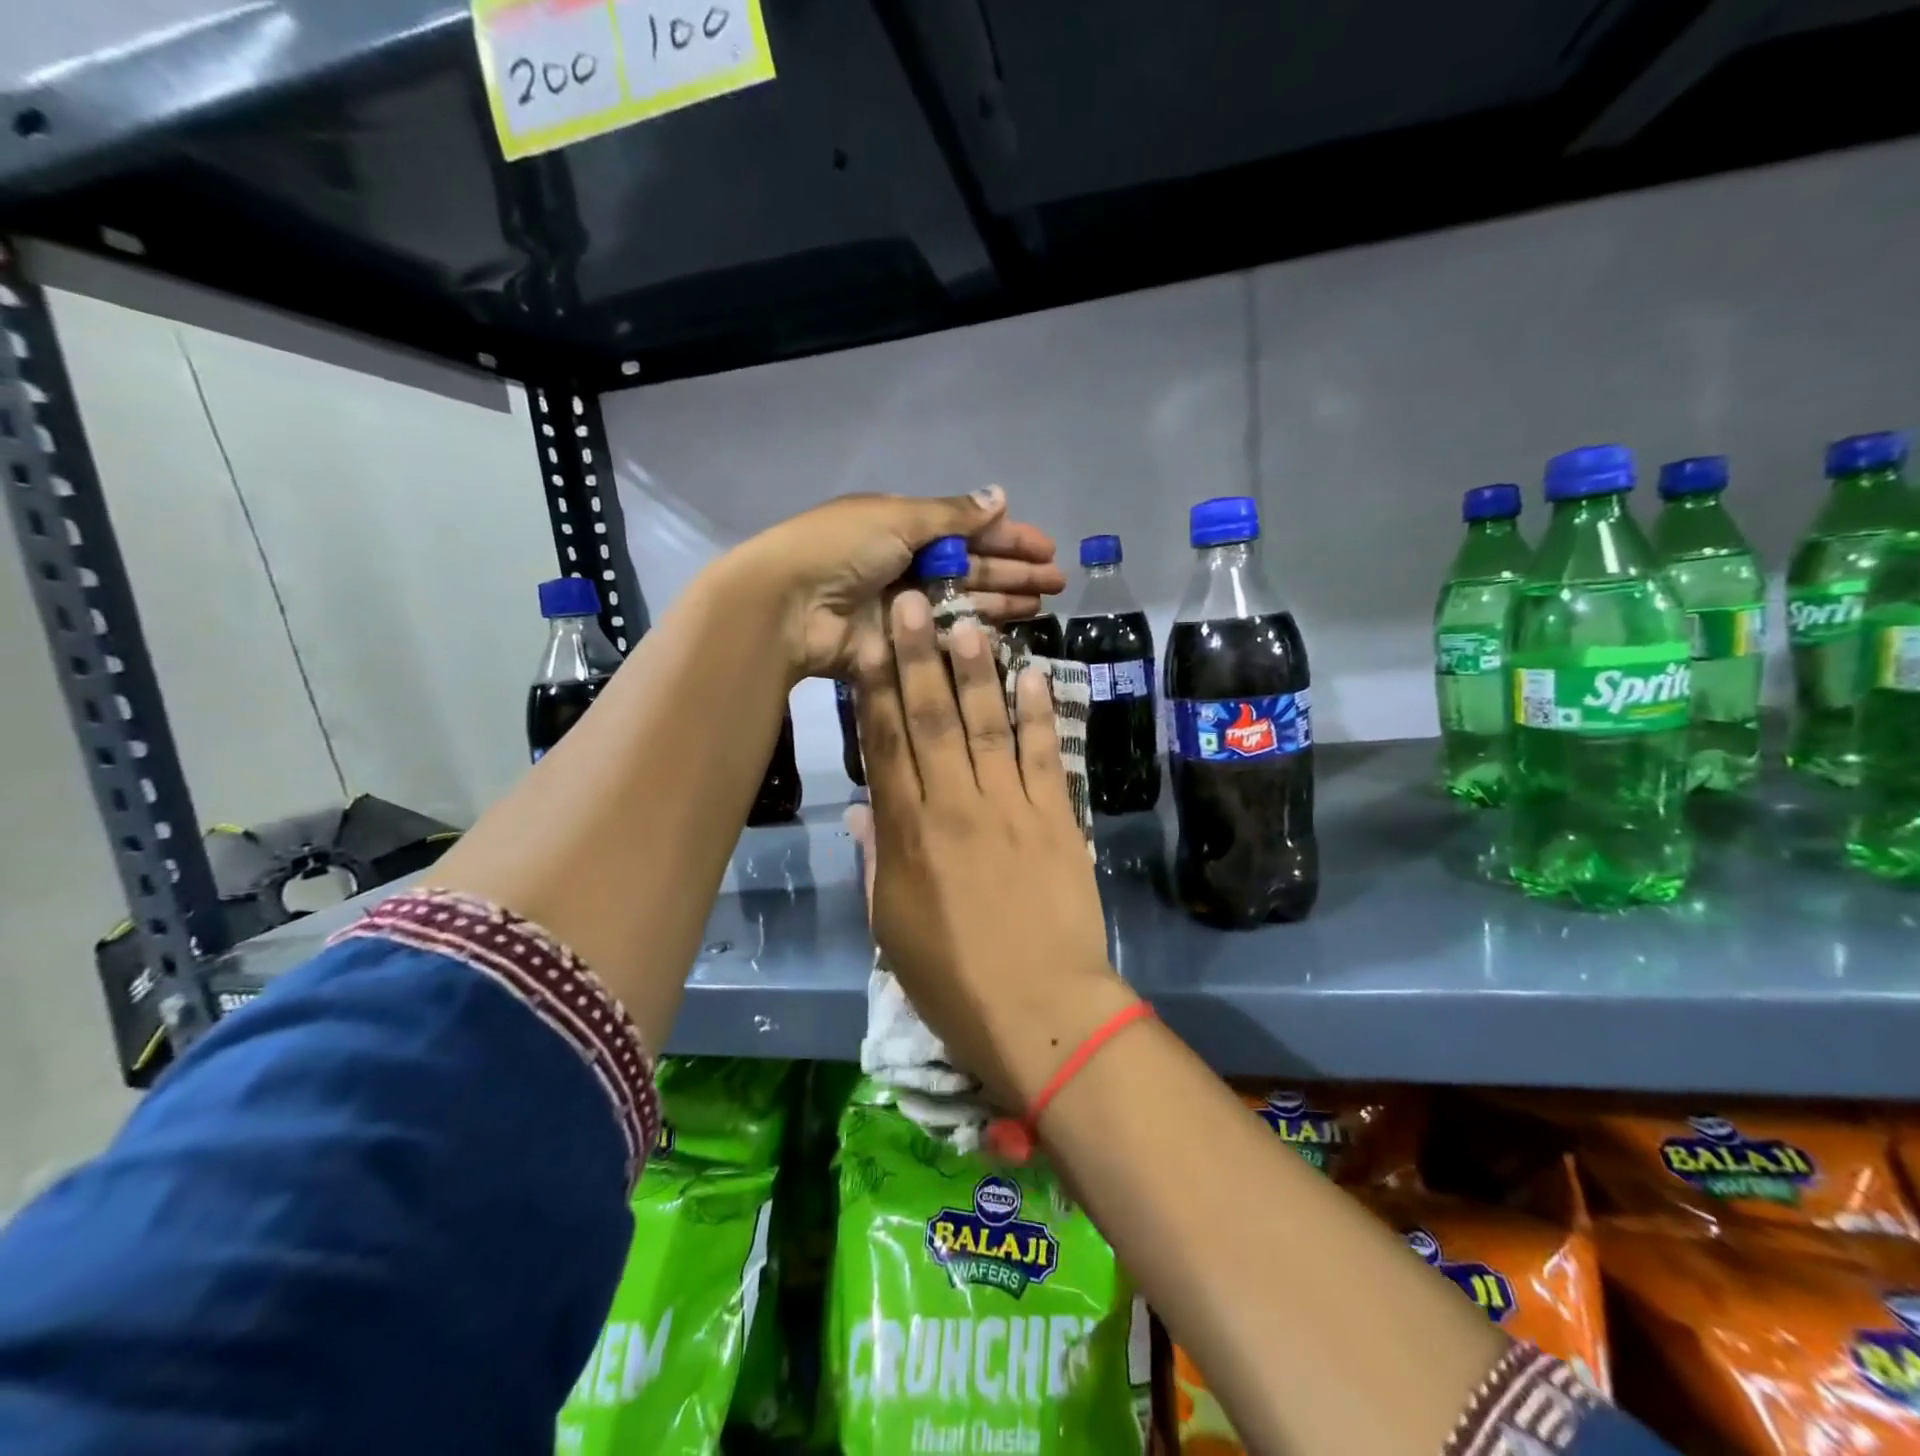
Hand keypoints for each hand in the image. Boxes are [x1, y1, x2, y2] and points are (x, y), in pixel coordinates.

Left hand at [733, 487, 1064, 677]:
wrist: (788, 605)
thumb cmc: (841, 549)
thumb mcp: (898, 519)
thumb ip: (952, 515)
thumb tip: (1000, 495)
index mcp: (904, 526)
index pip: (967, 530)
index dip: (1008, 537)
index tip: (1047, 549)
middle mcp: (906, 564)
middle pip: (971, 567)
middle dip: (1014, 572)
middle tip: (1058, 583)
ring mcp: (904, 607)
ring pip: (963, 602)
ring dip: (1002, 601)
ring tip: (1043, 605)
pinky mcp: (899, 643)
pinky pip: (944, 636)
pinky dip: (974, 633)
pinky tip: (1008, 632)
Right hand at [852, 590, 1135, 1106]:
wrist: (1040, 1010)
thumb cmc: (952, 979)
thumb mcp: (891, 927)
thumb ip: (876, 861)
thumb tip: (862, 809)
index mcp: (907, 835)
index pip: (884, 746)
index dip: (872, 690)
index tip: (866, 642)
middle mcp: (954, 806)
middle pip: (932, 719)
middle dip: (917, 657)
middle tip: (910, 602)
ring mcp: (1010, 807)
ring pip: (987, 725)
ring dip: (977, 670)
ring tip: (967, 621)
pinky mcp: (1056, 818)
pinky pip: (1045, 755)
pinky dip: (1040, 713)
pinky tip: (1034, 674)